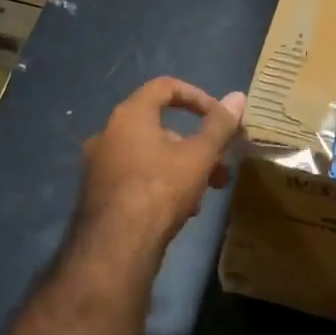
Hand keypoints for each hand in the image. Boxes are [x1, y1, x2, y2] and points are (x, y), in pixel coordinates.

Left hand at [79, 77, 247, 245]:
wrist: (115, 246)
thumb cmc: (160, 189)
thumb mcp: (199, 156)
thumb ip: (219, 126)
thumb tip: (238, 97)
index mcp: (130, 115)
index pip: (165, 87)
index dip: (197, 97)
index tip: (218, 118)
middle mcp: (108, 133)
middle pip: (160, 126)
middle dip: (195, 145)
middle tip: (219, 168)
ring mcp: (99, 164)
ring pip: (149, 155)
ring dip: (181, 167)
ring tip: (204, 195)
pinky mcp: (97, 192)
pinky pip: (135, 176)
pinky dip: (160, 183)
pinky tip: (180, 211)